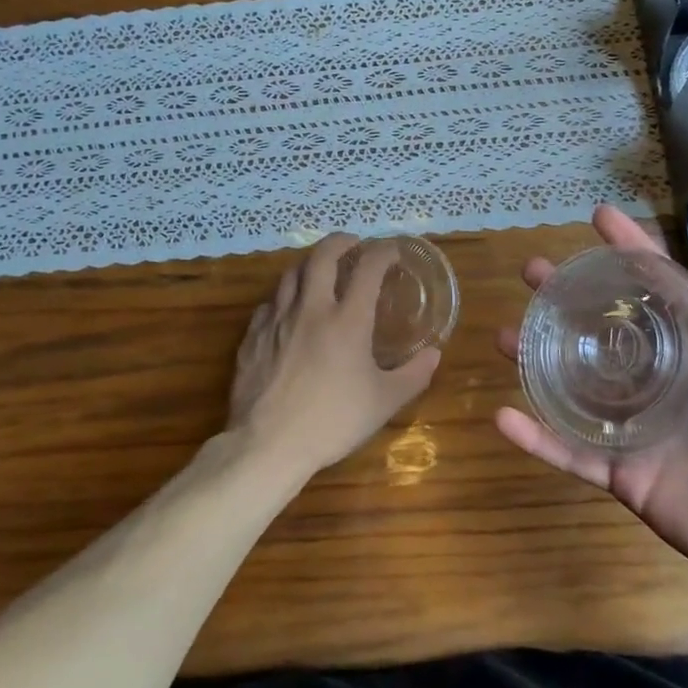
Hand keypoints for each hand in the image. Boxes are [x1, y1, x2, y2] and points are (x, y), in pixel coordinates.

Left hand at [229, 234, 441, 480]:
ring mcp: (277, 320)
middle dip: (340, 242)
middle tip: (353, 244)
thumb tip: (434, 354)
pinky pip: (269, 303)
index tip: (392, 250)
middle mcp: (311, 309)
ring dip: (310, 264)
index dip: (383, 252)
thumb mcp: (384, 402)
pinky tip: (289, 309)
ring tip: (320, 269)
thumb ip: (413, 375)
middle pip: (322, 256)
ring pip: (291, 274)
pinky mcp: (253, 336)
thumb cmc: (333, 421)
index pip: (368, 268)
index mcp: (348, 319)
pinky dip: (285, 296)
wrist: (269, 444)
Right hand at [496, 207, 687, 615]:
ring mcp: (637, 427)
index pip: (658, 287)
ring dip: (537, 360)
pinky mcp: (623, 472)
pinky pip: (571, 452)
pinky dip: (536, 438)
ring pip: (576, 385)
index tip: (597, 217)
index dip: (629, 250)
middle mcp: (661, 380)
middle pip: (603, 329)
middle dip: (567, 298)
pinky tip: (502, 416)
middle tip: (532, 273)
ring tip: (504, 335)